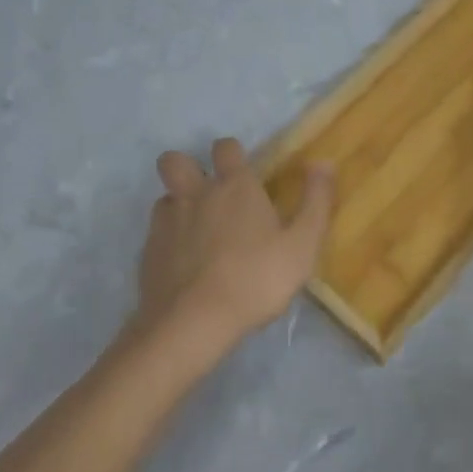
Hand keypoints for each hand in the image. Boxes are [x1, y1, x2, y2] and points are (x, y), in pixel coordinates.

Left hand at [135, 138, 334, 354]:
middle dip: (186, 167)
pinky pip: (155, 233)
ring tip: (195, 231)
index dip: (232, 154)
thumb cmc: (256, 279)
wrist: (193, 324)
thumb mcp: (302, 244)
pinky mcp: (148, 253)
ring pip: (164, 198)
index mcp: (234, 187)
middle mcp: (196, 195)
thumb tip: (324, 162)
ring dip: (178, 206)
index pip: (226, 147)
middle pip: (175, 161)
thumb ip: (316, 201)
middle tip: (206, 192)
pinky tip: (183, 264)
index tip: (243, 172)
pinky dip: (168, 241)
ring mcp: (166, 223)